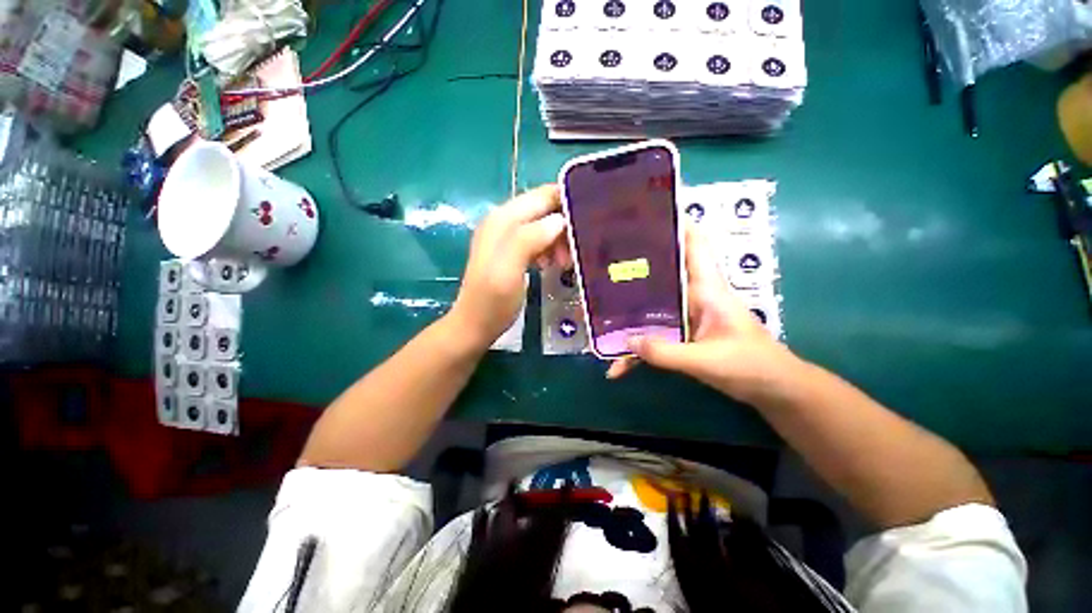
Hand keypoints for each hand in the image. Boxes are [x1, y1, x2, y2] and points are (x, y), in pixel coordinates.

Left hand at [451, 185, 569, 347]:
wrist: (474, 326)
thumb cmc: (492, 301)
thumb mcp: (509, 270)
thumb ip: (530, 239)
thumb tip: (559, 221)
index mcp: (503, 219)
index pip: (543, 195)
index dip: (568, 201)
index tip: (591, 219)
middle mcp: (503, 221)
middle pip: (545, 209)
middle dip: (565, 226)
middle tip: (575, 253)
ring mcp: (506, 236)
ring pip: (544, 226)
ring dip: (559, 240)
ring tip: (564, 263)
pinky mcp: (511, 251)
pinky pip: (538, 240)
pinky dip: (549, 249)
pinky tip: (551, 265)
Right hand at [606, 223, 803, 403]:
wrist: (772, 390)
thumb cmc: (751, 366)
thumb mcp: (707, 360)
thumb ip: (666, 353)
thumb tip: (626, 342)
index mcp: (706, 288)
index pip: (693, 245)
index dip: (676, 224)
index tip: (646, 214)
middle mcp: (692, 296)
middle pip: (659, 274)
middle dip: (633, 268)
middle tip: (601, 264)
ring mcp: (684, 317)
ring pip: (650, 308)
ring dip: (627, 315)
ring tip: (595, 316)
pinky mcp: (681, 336)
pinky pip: (652, 337)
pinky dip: (636, 350)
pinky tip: (618, 365)